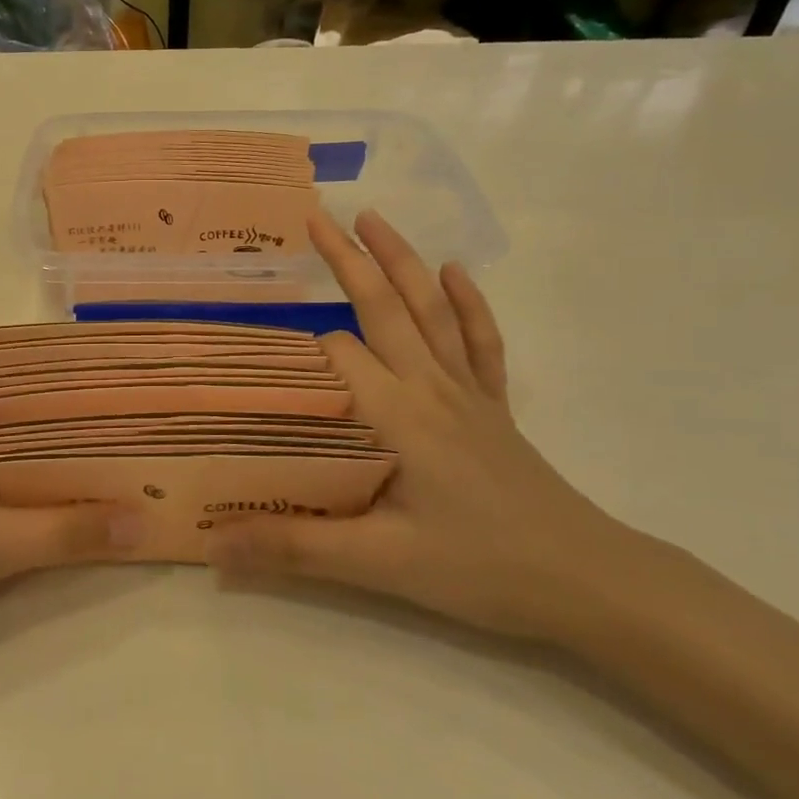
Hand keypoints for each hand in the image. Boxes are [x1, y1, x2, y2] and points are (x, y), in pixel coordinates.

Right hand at [206, 209, 642, 642]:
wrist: (584, 580)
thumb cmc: (479, 568)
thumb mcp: (379, 564)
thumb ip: (294, 547)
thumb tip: (214, 546)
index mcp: (397, 415)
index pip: (336, 356)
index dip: (297, 348)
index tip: (259, 341)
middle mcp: (430, 387)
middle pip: (384, 307)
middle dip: (347, 260)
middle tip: (316, 219)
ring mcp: (467, 392)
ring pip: (430, 310)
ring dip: (401, 260)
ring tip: (373, 218)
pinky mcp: (493, 406)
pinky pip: (480, 341)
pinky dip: (468, 303)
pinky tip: (455, 271)